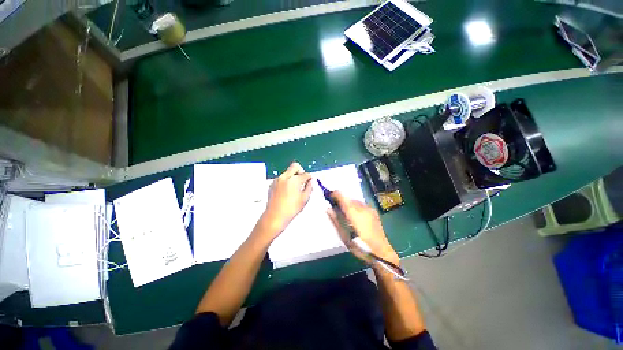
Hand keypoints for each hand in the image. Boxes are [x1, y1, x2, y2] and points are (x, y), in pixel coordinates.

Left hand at [262, 162, 312, 235]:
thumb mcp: (304, 199)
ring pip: (287, 172)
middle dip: (301, 171)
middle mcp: (285, 177)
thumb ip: (309, 188)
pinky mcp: (272, 184)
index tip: (310, 181)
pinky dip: (286, 181)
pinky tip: (287, 191)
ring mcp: (277, 180)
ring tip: (295, 188)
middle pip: (295, 166)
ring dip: (293, 176)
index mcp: (294, 180)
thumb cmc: (291, 209)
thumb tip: (310, 182)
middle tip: (303, 179)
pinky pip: (281, 178)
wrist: (274, 216)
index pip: (305, 174)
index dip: (309, 177)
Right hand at [327, 192, 398, 265]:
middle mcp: (362, 208)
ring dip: (349, 204)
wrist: (381, 252)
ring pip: (355, 201)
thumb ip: (336, 220)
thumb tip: (328, 209)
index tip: (329, 197)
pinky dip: (356, 207)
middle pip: (349, 199)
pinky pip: (362, 205)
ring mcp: (370, 209)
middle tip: (336, 209)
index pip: (342, 197)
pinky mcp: (374, 212)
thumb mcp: (344, 235)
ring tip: (346, 215)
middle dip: (342, 201)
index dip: (335, 195)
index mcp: (353, 213)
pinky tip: (356, 217)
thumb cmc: (360, 246)